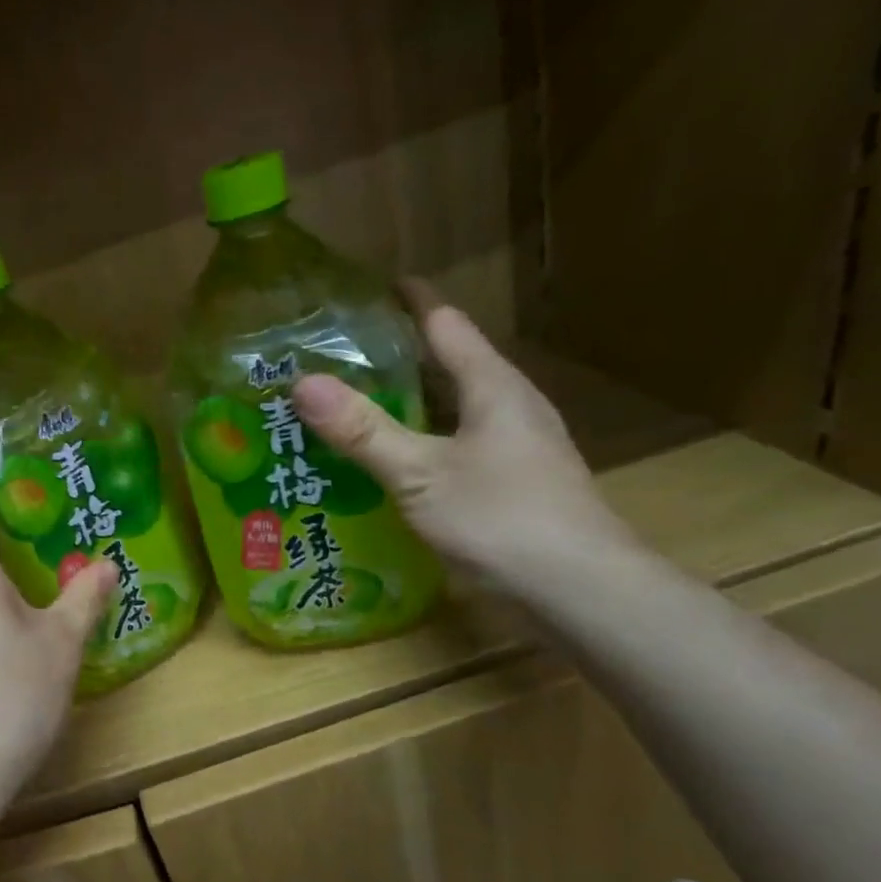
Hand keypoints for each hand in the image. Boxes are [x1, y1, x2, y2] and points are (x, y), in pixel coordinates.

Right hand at [292, 296, 635, 587]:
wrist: (578, 590)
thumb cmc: (500, 519)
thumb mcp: (419, 474)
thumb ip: (363, 430)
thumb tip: (302, 382)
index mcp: (493, 386)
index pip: (445, 323)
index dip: (408, 302)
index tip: (365, 290)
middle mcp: (510, 406)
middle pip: (451, 363)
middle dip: (399, 355)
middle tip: (340, 356)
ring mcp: (517, 446)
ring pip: (455, 407)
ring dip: (410, 402)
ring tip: (355, 405)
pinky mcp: (515, 482)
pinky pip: (459, 444)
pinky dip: (423, 440)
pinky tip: (393, 462)